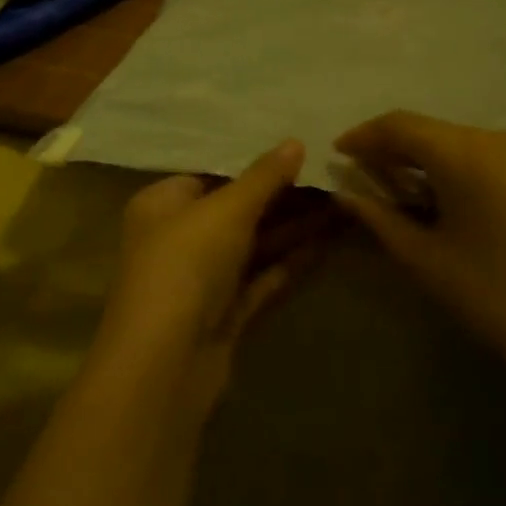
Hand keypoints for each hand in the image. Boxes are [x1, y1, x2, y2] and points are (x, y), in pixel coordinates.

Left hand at [91, 140, 309, 412]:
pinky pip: (262, 278)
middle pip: (237, 210)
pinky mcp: (224, 315)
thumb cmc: (185, 263)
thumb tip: (296, 142)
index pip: (211, 174)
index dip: (254, 164)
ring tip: (343, 202)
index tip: (299, 151)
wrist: (165, 364)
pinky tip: (328, 242)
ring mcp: (202, 279)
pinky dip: (291, 261)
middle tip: (332, 176)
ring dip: (294, 227)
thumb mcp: (226, 209)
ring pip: (254, 245)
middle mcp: (178, 237)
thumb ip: (263, 177)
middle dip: (284, 196)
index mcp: (162, 203)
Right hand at [334, 111, 505, 424]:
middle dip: (395, 152)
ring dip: (431, 164)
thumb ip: (381, 220)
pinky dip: (465, 174)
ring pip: (465, 146)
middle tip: (368, 181)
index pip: (400, 125)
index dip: (363, 136)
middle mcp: (503, 139)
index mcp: (468, 152)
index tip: (338, 153)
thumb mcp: (431, 263)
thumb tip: (345, 193)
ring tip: (409, 198)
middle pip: (434, 132)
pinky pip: (496, 161)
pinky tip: (459, 208)